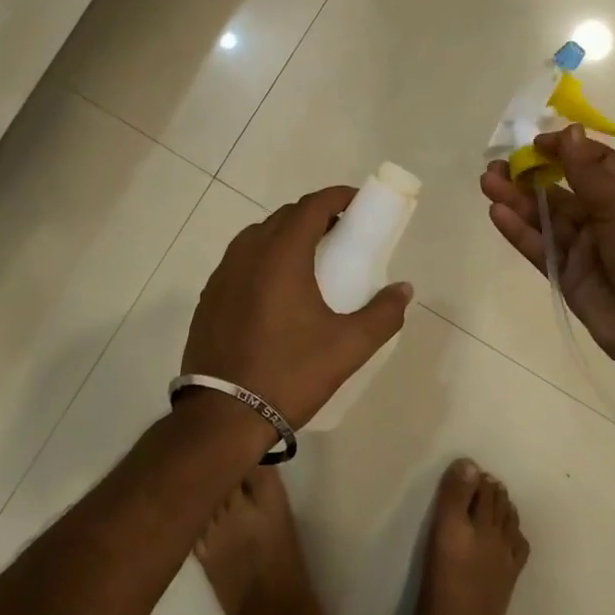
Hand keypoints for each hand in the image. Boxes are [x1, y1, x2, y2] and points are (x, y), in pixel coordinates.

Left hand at [182, 186, 413, 428]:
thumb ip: (383, 314)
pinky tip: (277, 289)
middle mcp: (248, 252)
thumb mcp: (348, 347)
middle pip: (285, 216)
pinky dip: (264, 258)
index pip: (312, 206)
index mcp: (281, 254)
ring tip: (311, 259)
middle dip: (316, 215)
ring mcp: (223, 274)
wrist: (222, 417)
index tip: (359, 203)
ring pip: (259, 236)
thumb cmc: (289, 373)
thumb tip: (404, 289)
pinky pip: (241, 260)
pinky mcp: (209, 297)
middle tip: (342, 233)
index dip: (338, 197)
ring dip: (287, 235)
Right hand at [480, 126, 614, 382]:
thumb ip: (587, 172)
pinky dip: (518, 230)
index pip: (592, 161)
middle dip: (530, 174)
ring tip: (487, 182)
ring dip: (516, 198)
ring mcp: (582, 247)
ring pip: (543, 216)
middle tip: (498, 165)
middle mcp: (603, 217)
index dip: (564, 149)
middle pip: (559, 188)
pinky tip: (496, 212)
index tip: (534, 143)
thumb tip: (570, 130)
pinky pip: (538, 246)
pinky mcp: (565, 273)